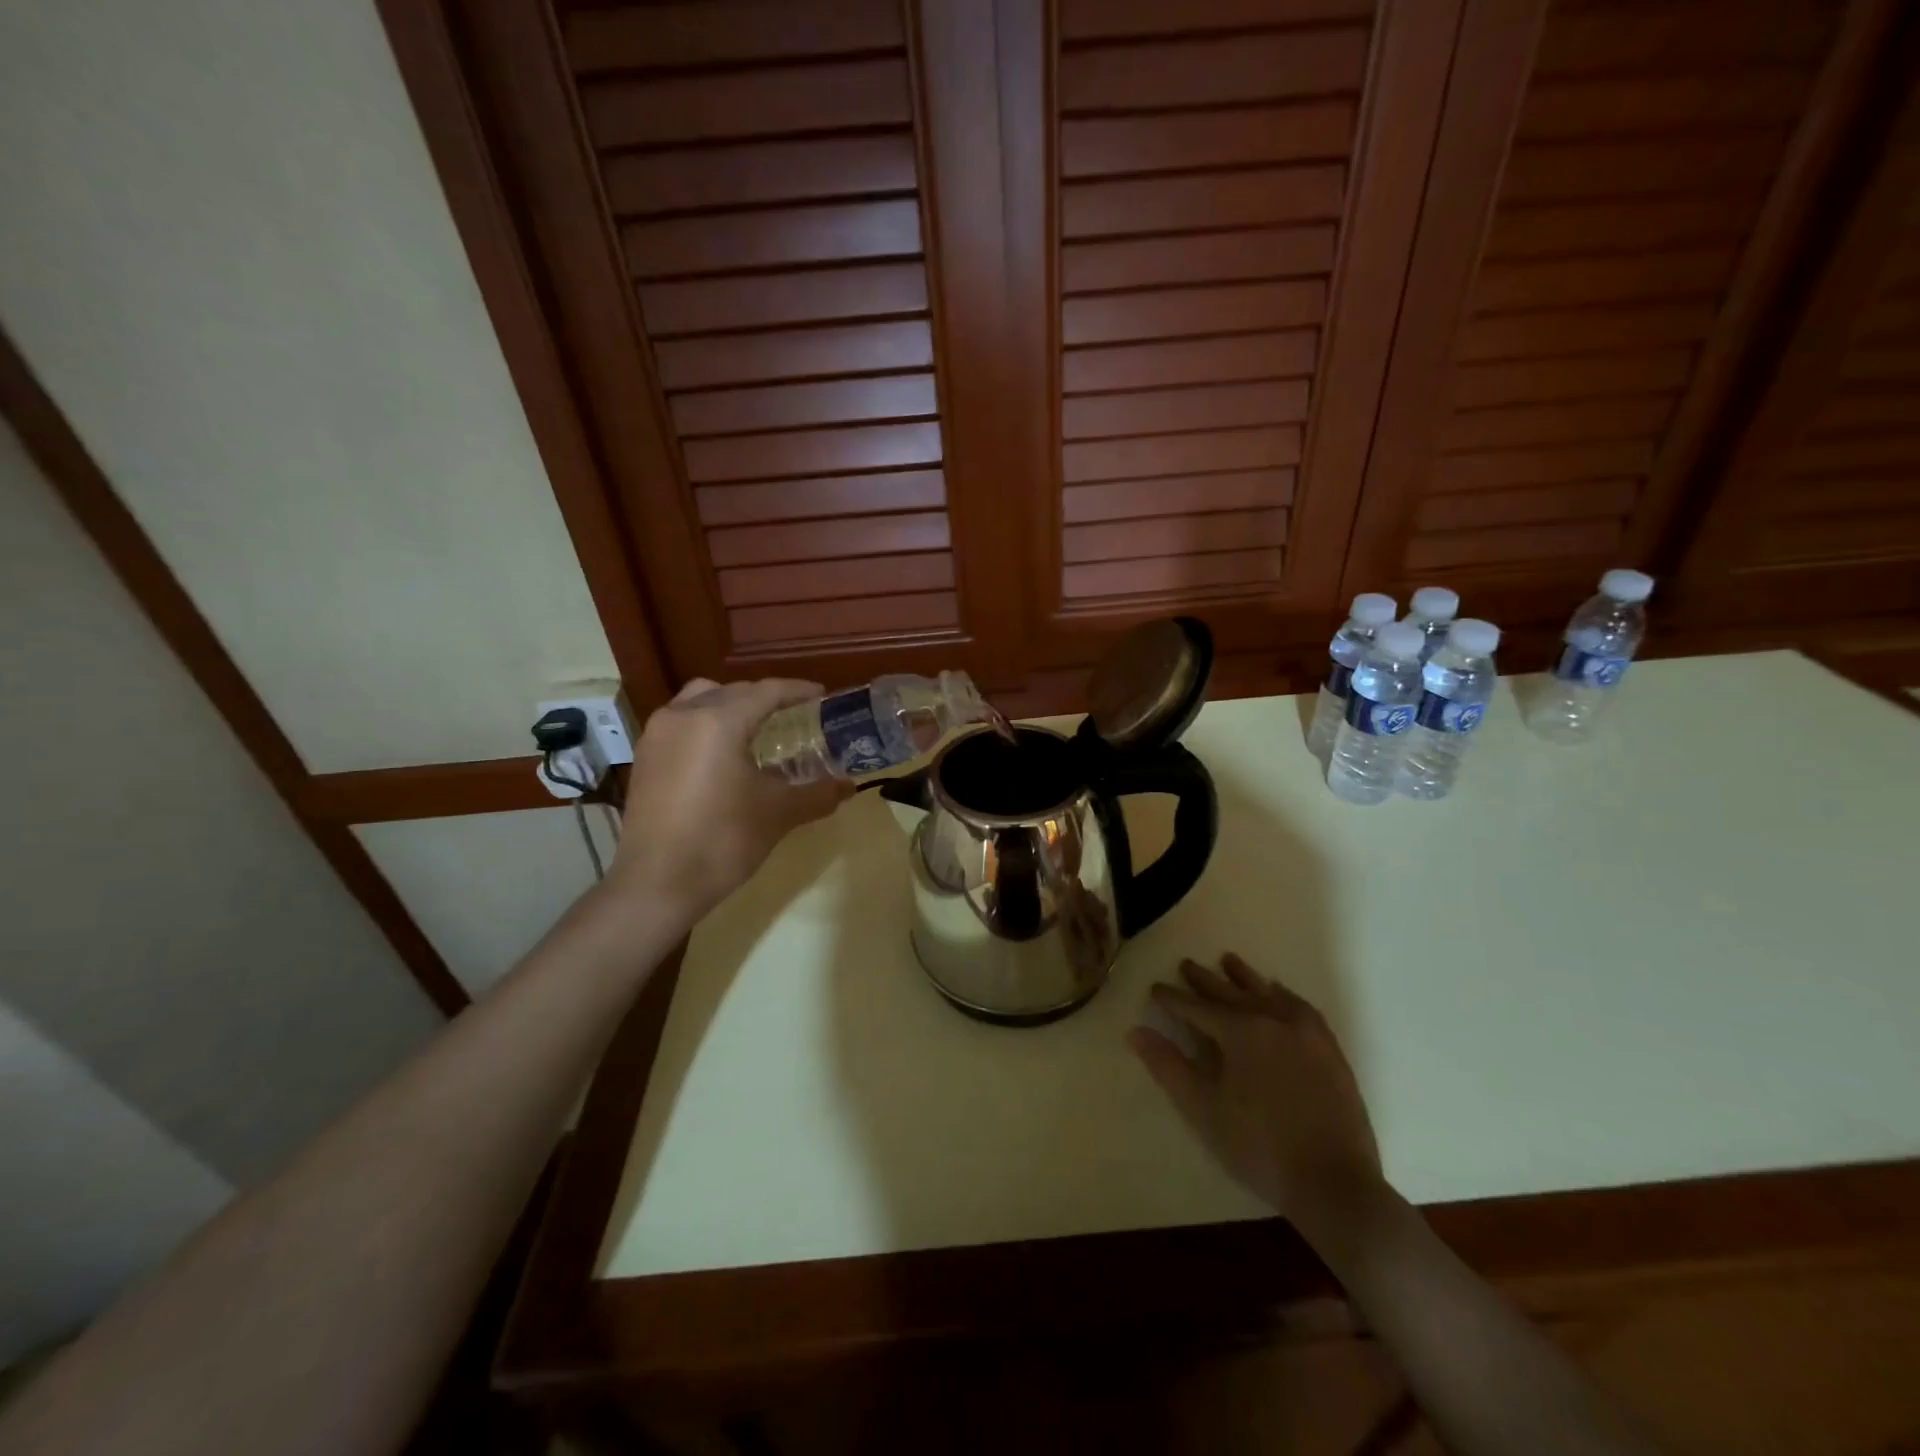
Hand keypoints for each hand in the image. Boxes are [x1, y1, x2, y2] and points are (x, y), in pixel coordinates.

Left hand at [610, 678, 849, 918]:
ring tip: (756, 730)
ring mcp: (658, 734)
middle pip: (733, 691)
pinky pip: (682, 722)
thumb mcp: (778, 814)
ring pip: (701, 700)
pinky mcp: (645, 757)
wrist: (656, 884)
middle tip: (795, 716)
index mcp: (719, 721)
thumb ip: (818, 794)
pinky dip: (707, 724)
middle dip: (766, 698)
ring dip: (731, 706)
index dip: (798, 691)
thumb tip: (849, 786)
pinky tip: (723, 754)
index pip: (767, 691)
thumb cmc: (722, 841)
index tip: (823, 696)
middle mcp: (684, 715)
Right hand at [1128, 954, 1382, 1235]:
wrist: (1334, 1184)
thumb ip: (1168, 1066)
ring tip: (1228, 961)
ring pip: (1267, 992)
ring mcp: (1306, 1032)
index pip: (1197, 1007)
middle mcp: (1273, 1019)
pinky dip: (1282, 994)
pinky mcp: (1329, 1049)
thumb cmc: (1259, 1146)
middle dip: (1205, 980)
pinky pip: (1300, 1007)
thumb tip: (1135, 1032)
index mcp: (1240, 1031)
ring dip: (1244, 977)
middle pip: (1231, 992)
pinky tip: (1278, 993)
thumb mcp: (1203, 1109)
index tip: (1155, 988)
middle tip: (1186, 965)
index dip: (1173, 998)